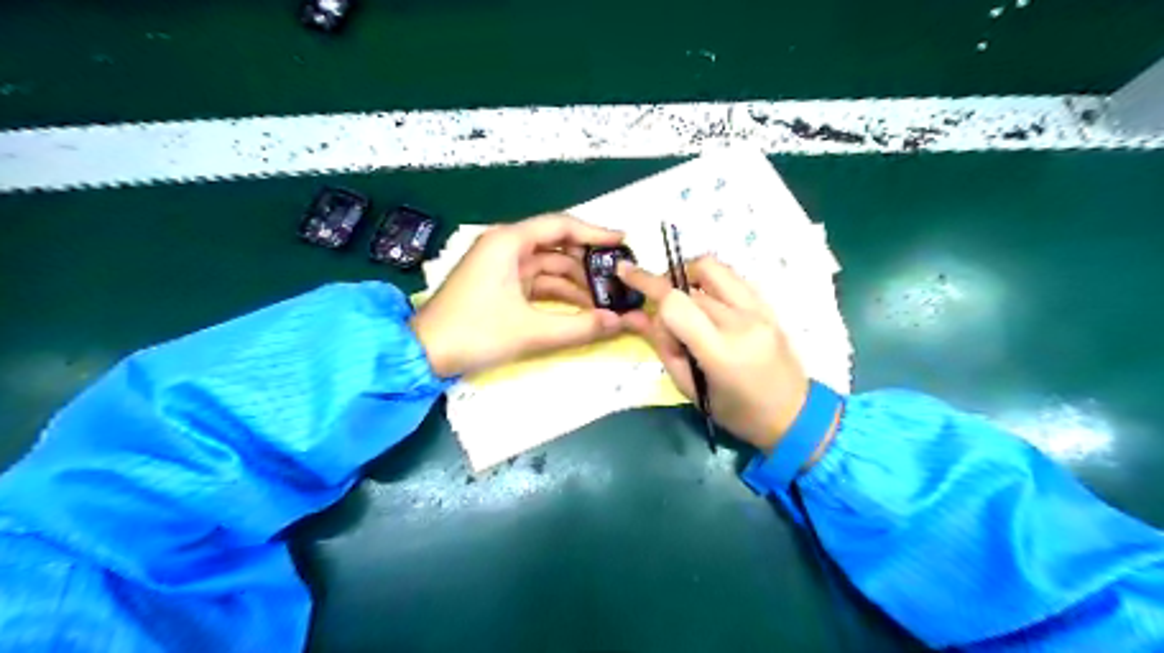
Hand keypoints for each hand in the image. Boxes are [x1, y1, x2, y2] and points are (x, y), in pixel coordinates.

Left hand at [412, 215, 628, 376]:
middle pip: (557, 247)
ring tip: (607, 301)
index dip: (594, 232)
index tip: (623, 241)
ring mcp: (502, 267)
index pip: (561, 226)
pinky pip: (538, 283)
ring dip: (576, 284)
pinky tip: (582, 309)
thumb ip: (579, 327)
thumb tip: (618, 323)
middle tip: (619, 279)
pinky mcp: (500, 285)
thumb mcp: (530, 331)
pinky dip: (559, 295)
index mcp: (508, 242)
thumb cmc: (474, 333)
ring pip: (549, 268)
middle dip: (588, 264)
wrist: (424, 354)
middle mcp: (506, 246)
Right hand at [618, 255, 811, 454]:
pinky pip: (732, 276)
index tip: (628, 281)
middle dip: (667, 298)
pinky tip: (709, 302)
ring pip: (713, 268)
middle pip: (689, 287)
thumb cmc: (736, 413)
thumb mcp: (690, 388)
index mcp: (720, 352)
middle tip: (666, 322)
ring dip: (688, 276)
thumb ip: (662, 347)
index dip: (648, 288)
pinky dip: (711, 281)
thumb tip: (633, 315)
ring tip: (683, 300)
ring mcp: (759, 309)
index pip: (675, 303)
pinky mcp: (769, 304)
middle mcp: (742, 322)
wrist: (794, 414)